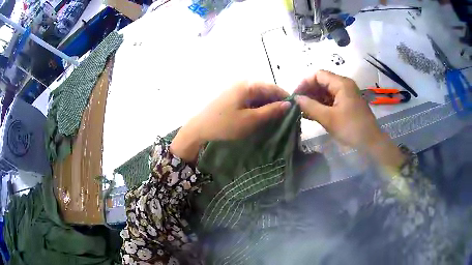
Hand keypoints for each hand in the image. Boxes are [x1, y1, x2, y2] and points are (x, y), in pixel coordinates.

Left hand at [171, 82, 290, 161]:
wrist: (198, 129)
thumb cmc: (225, 124)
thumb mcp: (251, 120)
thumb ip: (271, 111)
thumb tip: (288, 104)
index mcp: (248, 85)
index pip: (273, 87)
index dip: (285, 97)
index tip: (295, 109)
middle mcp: (242, 83)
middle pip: (265, 90)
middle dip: (276, 102)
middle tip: (284, 116)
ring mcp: (235, 88)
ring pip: (257, 95)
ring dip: (266, 105)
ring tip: (274, 118)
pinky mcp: (231, 96)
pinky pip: (249, 98)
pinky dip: (256, 106)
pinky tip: (259, 116)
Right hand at [295, 70, 405, 168]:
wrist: (371, 142)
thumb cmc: (351, 128)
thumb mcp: (328, 118)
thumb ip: (310, 107)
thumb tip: (295, 99)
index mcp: (341, 83)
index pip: (318, 75)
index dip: (305, 83)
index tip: (295, 96)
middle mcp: (344, 85)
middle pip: (322, 82)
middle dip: (309, 92)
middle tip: (297, 104)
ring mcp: (346, 94)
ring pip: (326, 91)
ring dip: (314, 99)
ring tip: (302, 110)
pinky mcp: (347, 104)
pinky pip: (331, 100)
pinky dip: (321, 105)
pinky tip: (312, 114)